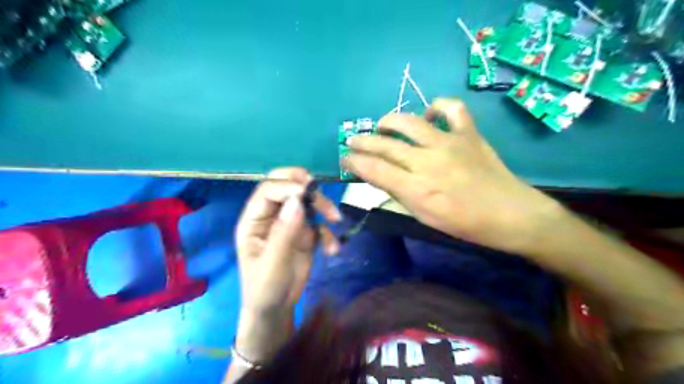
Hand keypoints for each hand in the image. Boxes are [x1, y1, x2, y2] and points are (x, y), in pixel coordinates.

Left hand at [235, 166, 341, 314]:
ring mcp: (289, 223)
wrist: (277, 309)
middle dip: (304, 186)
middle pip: (286, 187)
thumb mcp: (272, 264)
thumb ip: (284, 232)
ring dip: (323, 206)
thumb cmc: (265, 289)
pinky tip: (332, 249)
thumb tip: (297, 201)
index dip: (286, 186)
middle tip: (319, 190)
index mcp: (253, 220)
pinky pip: (319, 223)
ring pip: (307, 201)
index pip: (267, 190)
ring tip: (336, 219)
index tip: (306, 193)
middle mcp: (271, 216)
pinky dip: (329, 232)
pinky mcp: (305, 233)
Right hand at [345, 98, 557, 254]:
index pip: (374, 169)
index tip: (345, 159)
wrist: (510, 214)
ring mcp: (449, 143)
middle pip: (385, 145)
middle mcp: (428, 161)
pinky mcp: (468, 133)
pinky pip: (451, 108)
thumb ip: (399, 193)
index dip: (354, 162)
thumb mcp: (424, 216)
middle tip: (352, 141)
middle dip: (362, 141)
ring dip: (389, 121)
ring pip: (409, 122)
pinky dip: (437, 107)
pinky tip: (429, 116)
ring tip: (381, 125)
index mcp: (416, 188)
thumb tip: (378, 175)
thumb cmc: (464, 223)